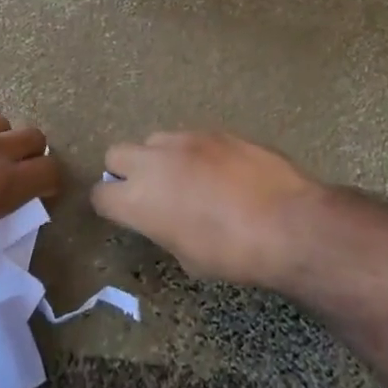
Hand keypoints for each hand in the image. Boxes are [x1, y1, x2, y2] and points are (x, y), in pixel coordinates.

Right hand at [92, 131, 322, 287]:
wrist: (286, 222)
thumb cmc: (233, 254)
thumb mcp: (188, 257)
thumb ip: (164, 229)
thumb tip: (166, 217)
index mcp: (138, 200)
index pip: (101, 195)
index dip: (111, 206)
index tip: (124, 214)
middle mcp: (153, 162)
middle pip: (116, 154)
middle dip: (125, 171)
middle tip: (150, 192)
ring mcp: (185, 140)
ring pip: (155, 140)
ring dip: (161, 159)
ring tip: (188, 179)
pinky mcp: (215, 131)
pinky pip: (191, 138)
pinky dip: (195, 153)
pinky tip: (220, 173)